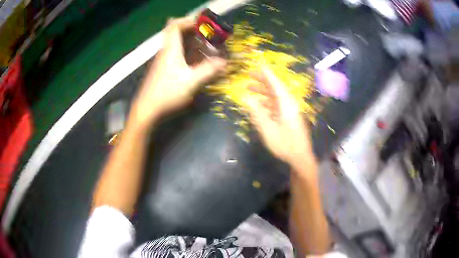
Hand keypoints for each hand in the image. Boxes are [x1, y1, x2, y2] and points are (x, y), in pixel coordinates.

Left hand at [130, 17, 225, 127]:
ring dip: (189, 42)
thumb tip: (224, 62)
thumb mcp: (191, 82)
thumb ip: (208, 70)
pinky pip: (175, 54)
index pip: (174, 26)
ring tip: (205, 47)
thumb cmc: (167, 93)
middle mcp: (165, 52)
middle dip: (191, 31)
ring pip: (175, 44)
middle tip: (206, 35)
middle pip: (175, 33)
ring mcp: (162, 61)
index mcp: (171, 49)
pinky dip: (186, 53)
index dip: (187, 21)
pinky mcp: (162, 70)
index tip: (201, 24)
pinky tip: (195, 63)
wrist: (147, 109)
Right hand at [244, 67, 314, 170]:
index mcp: (286, 104)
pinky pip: (277, 105)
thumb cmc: (285, 143)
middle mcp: (289, 104)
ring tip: (250, 88)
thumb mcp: (268, 129)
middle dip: (262, 80)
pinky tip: (258, 104)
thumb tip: (246, 98)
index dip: (266, 73)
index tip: (258, 63)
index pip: (275, 83)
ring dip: (263, 91)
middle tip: (249, 75)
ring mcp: (290, 110)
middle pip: (275, 88)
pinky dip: (267, 102)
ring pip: (275, 96)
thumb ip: (257, 112)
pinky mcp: (289, 117)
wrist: (300, 157)